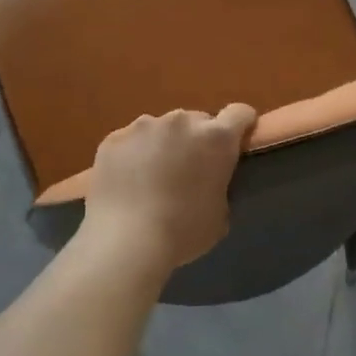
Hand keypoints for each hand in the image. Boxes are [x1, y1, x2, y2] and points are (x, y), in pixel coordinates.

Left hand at [78, 104, 256, 276]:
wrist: (125, 242)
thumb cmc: (183, 232)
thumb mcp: (221, 214)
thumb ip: (220, 186)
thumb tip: (210, 181)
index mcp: (216, 138)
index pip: (240, 113)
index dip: (242, 125)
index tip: (236, 143)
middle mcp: (182, 121)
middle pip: (198, 120)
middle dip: (197, 140)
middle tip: (189, 170)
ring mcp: (143, 126)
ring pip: (161, 128)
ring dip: (163, 145)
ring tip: (152, 177)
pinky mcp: (114, 138)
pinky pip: (130, 141)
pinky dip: (133, 155)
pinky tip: (127, 182)